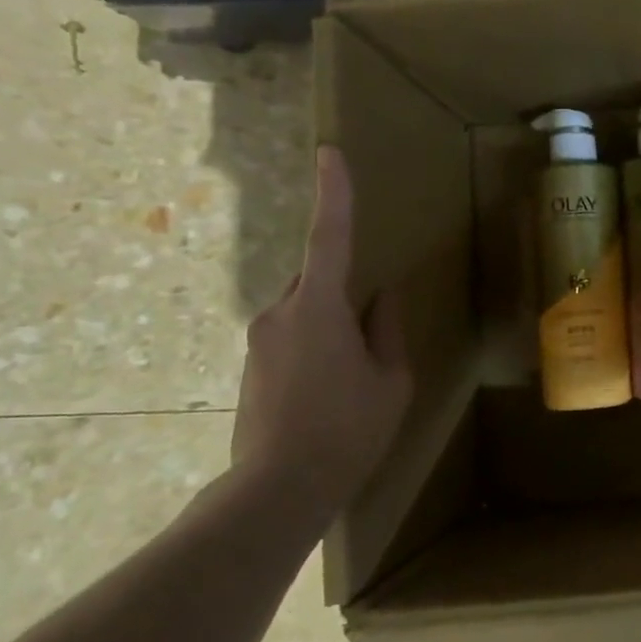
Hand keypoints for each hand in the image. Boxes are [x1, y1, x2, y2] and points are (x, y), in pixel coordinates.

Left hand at [232, 146, 413, 507]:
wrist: (278, 489)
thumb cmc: (349, 429)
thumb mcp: (390, 380)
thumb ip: (387, 330)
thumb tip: (383, 297)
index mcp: (320, 308)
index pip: (330, 238)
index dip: (334, 194)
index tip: (330, 153)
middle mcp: (280, 313)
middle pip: (318, 280)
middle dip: (345, 292)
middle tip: (372, 340)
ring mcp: (258, 340)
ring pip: (304, 311)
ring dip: (332, 326)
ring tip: (354, 378)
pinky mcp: (249, 366)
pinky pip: (290, 337)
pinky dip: (315, 347)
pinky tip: (330, 392)